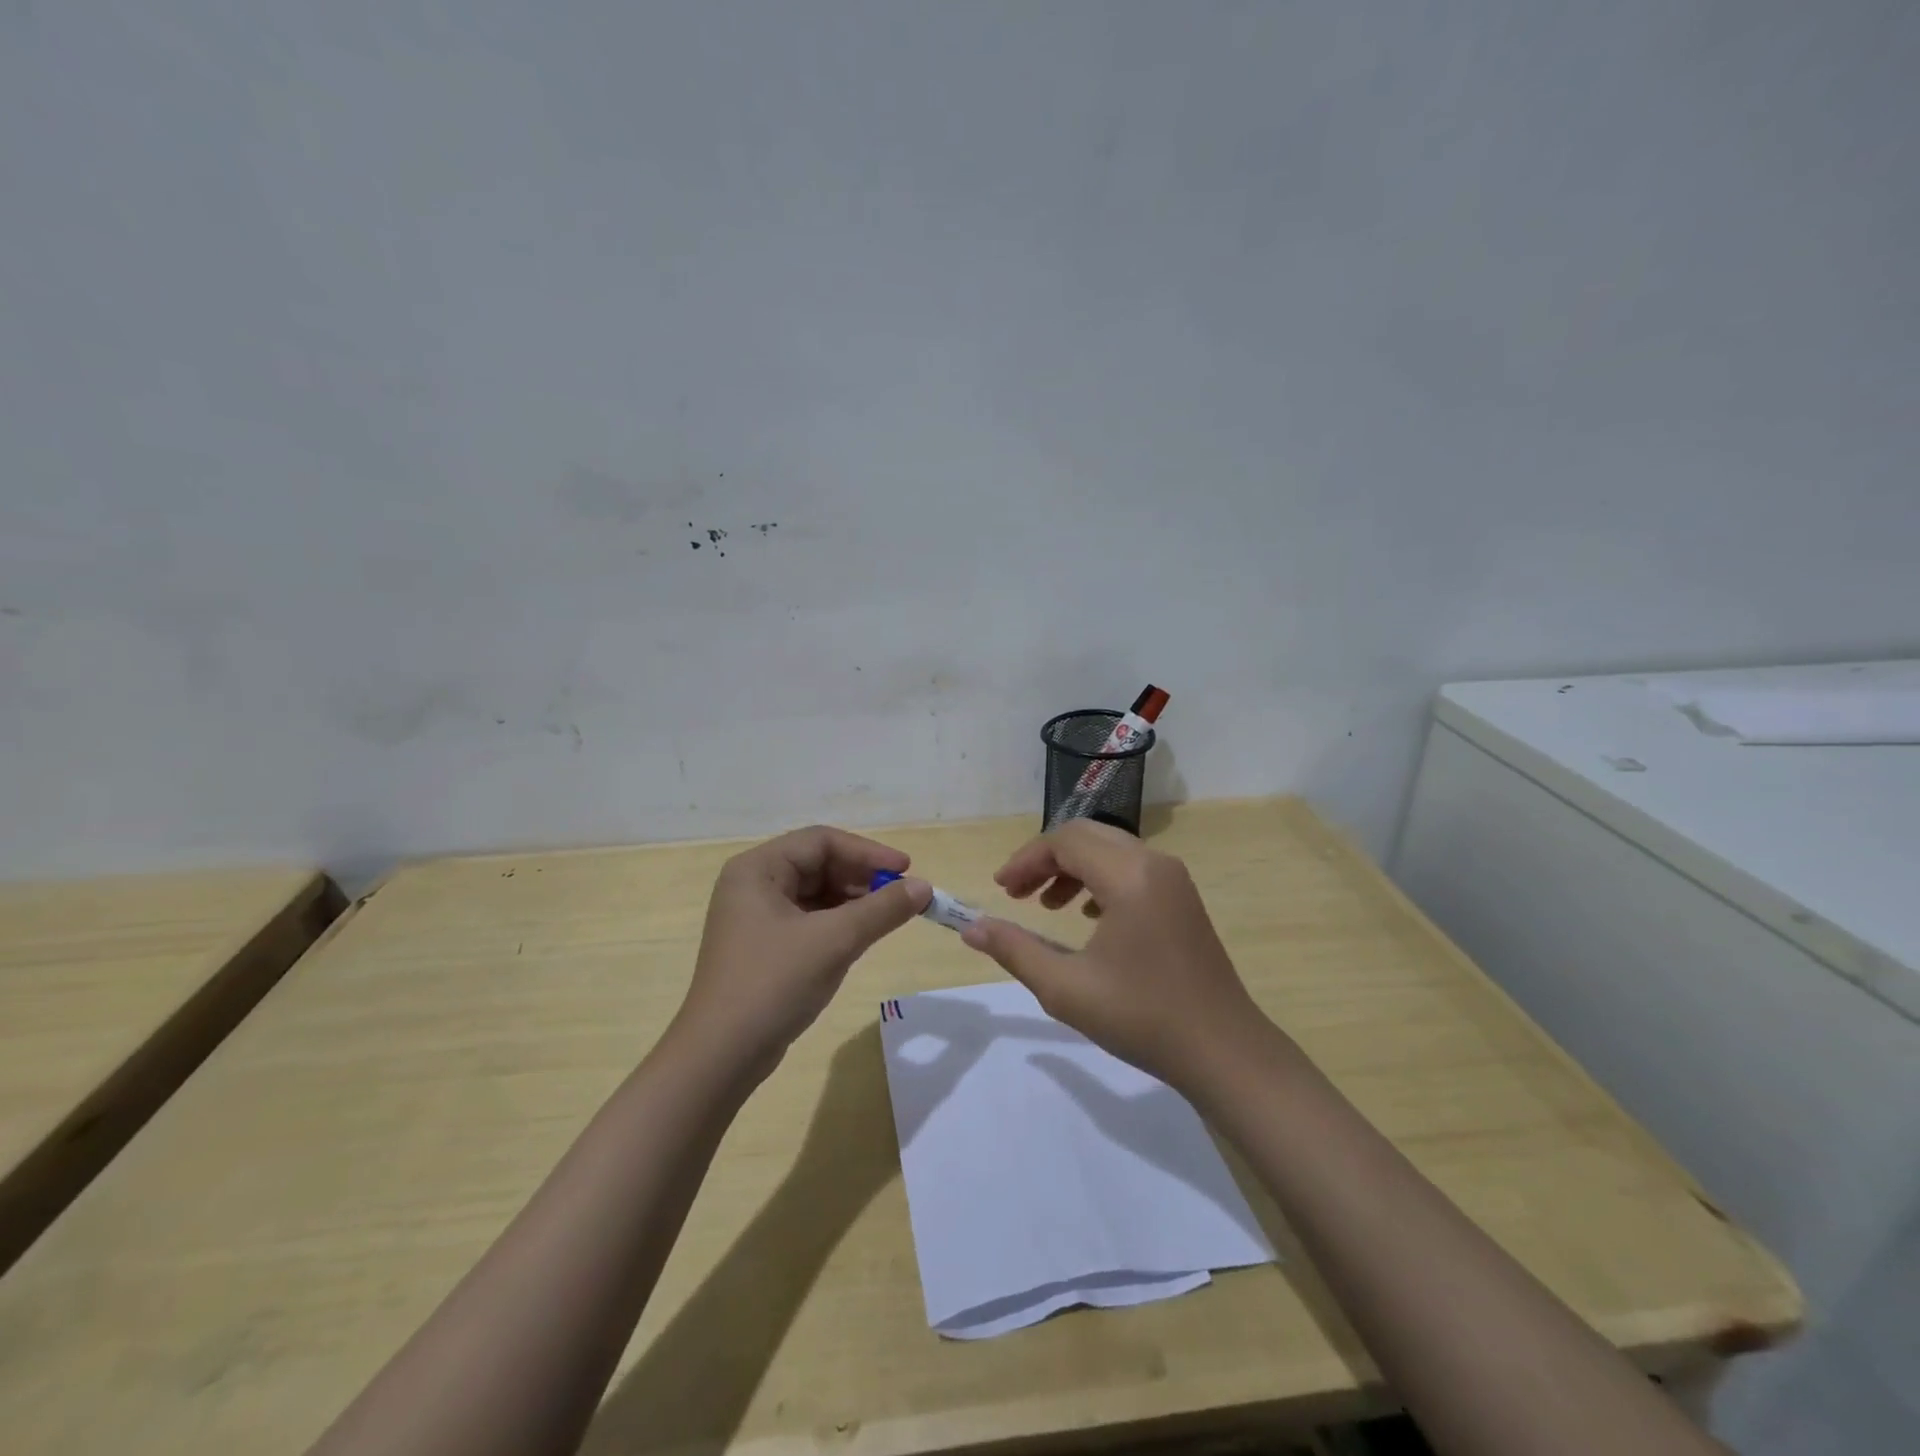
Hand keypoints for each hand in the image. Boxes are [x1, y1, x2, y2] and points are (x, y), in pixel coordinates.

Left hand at [675, 826, 930, 1077]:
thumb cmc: (773, 984)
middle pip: (818, 864)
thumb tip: (924, 886)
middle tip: (900, 897)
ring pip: (815, 893)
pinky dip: (837, 923)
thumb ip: (882, 910)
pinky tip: (860, 938)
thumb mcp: (835, 941)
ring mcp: (755, 917)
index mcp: (757, 869)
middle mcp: (752, 884)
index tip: (906, 868)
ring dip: (852, 902)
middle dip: (861, 878)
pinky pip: (808, 920)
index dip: (867, 852)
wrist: (721, 1056)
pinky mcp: (762, 946)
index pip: (821, 841)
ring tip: (887, 918)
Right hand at [960, 819, 1258, 1087]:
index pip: (1064, 842)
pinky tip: (1088, 915)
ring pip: (1109, 849)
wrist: (1223, 1051)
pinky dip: (1100, 877)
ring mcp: (1173, 878)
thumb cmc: (1142, 1018)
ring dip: (1072, 866)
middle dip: (1045, 858)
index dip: (1025, 860)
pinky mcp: (1182, 897)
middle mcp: (1153, 863)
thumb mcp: (1066, 988)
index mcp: (1128, 876)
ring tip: (1046, 904)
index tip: (1000, 890)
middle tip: (1016, 892)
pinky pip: (1131, 867)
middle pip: (1086, 835)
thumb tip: (970, 928)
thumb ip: (1014, 950)